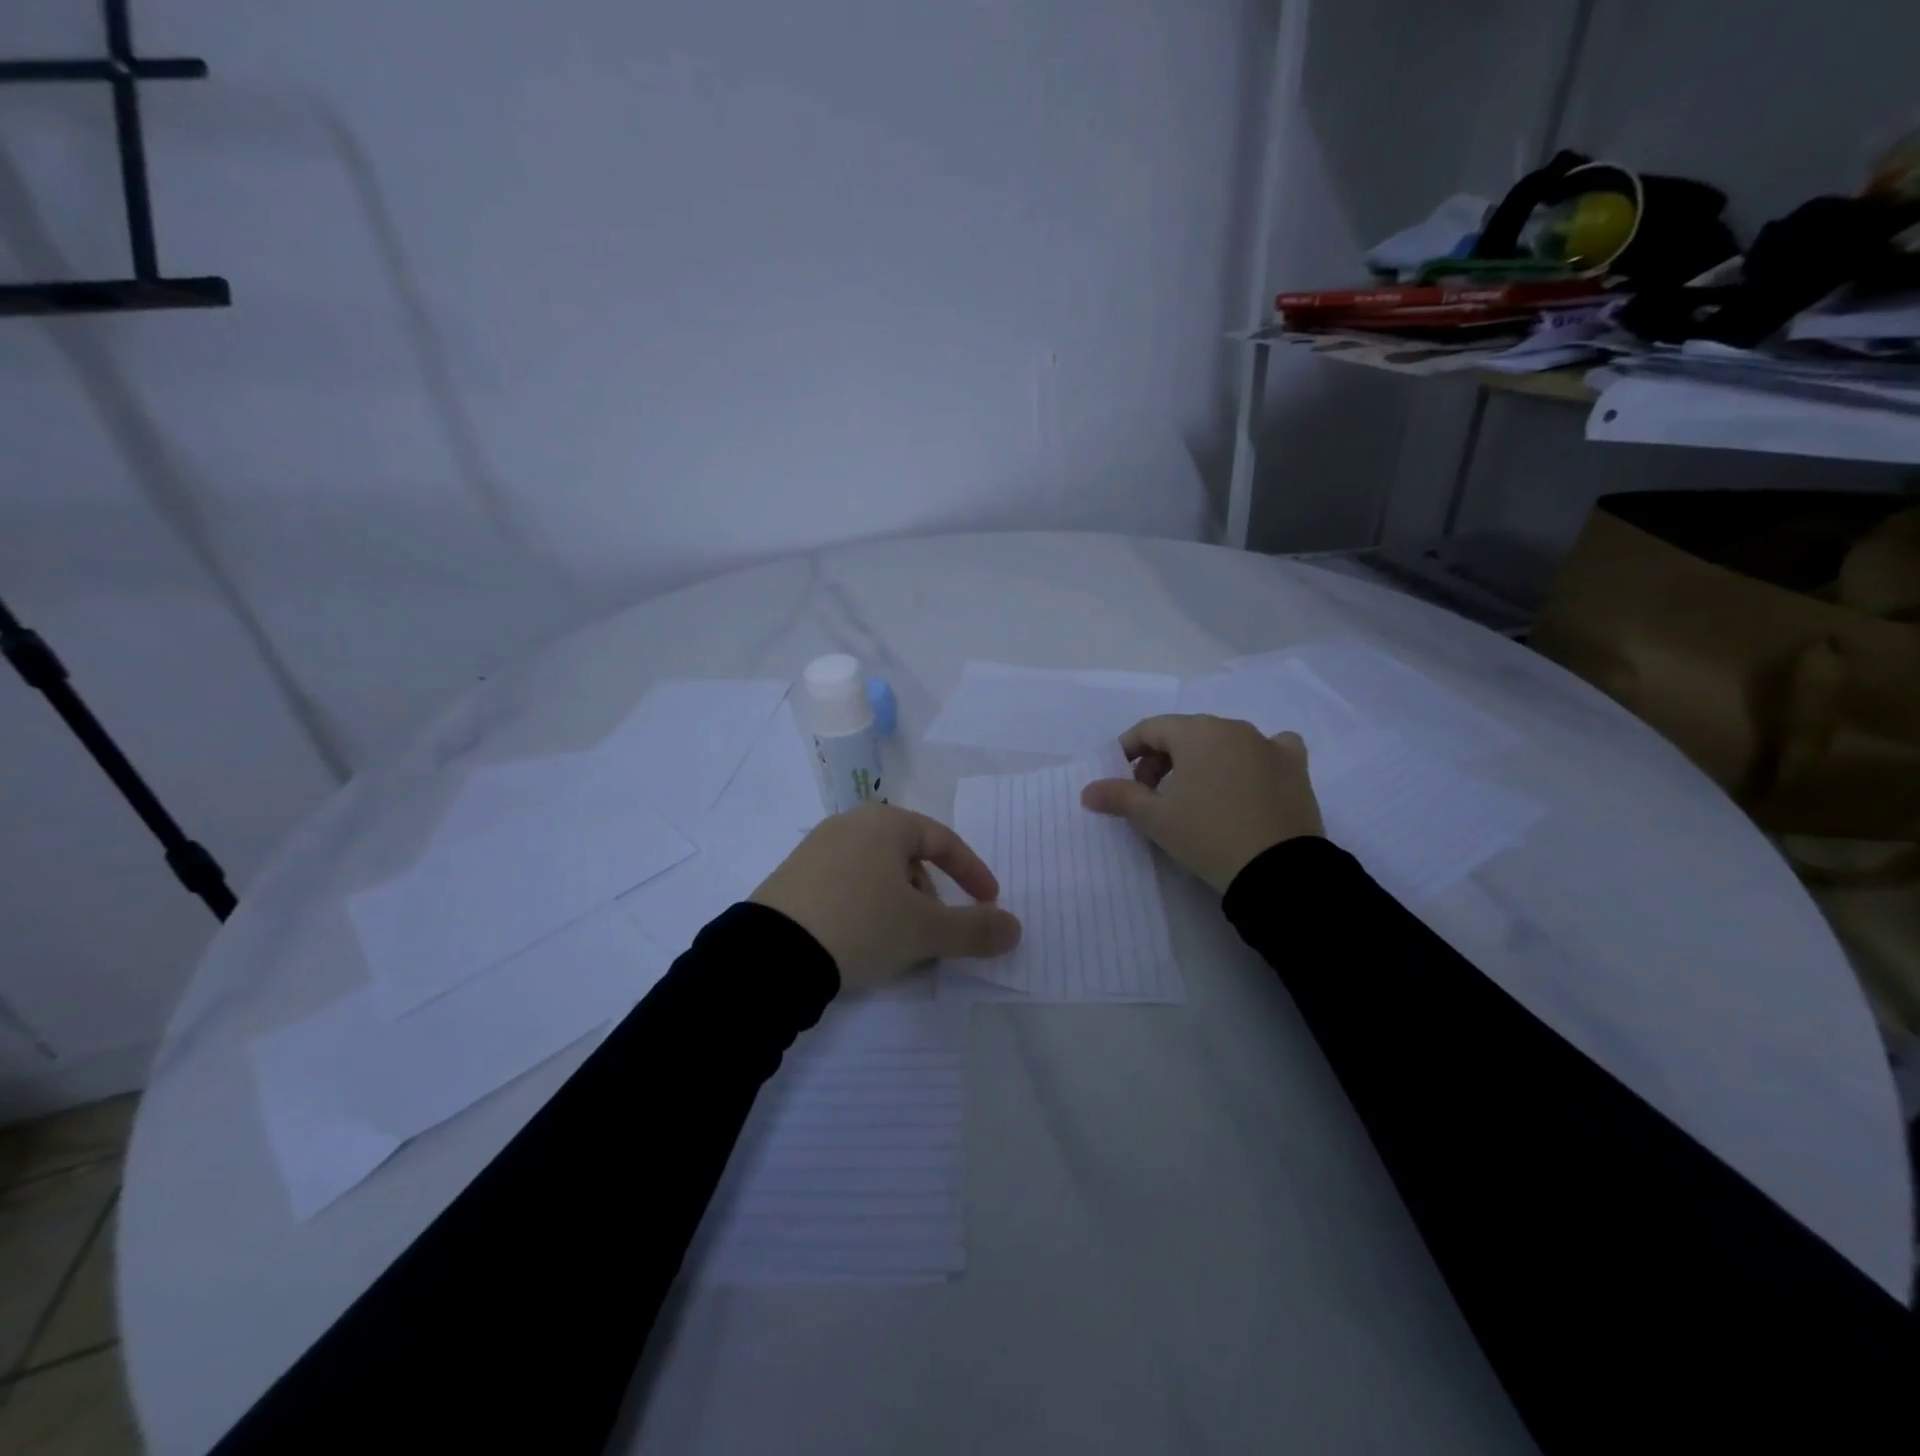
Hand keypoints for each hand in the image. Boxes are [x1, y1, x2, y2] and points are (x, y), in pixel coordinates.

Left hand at [751, 804, 1021, 990]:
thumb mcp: (925, 930)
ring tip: (900, 945)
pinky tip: (862, 943)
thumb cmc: (860, 925)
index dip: (972, 873)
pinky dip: (867, 909)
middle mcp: (849, 825)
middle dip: (931, 896)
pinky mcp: (792, 879)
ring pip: (877, 874)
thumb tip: (1015, 929)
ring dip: (900, 906)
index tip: (989, 903)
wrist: (769, 955)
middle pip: (908, 857)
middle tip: (938, 932)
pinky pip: (846, 887)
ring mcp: (816, 850)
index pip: (943, 840)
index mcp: (885, 824)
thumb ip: (976, 929)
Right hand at [1080, 715, 1323, 891]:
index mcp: (1197, 733)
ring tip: (1193, 795)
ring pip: (1224, 741)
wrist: (1277, 870)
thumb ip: (1120, 797)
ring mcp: (1269, 745)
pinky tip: (1248, 779)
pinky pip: (1269, 750)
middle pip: (1186, 733)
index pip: (1151, 728)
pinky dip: (1252, 759)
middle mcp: (1234, 728)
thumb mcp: (1156, 819)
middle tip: (1151, 794)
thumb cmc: (1208, 835)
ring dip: (1201, 760)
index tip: (1120, 777)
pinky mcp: (1295, 767)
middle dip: (1162, 758)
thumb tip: (1087, 790)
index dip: (1129, 749)